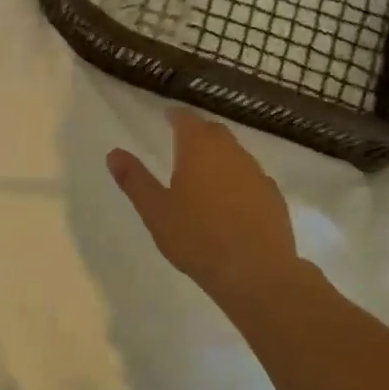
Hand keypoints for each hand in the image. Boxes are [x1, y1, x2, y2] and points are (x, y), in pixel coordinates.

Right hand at [108, 110, 315, 307]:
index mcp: (199, 148)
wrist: (257, 273)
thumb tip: (114, 153)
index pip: (186, 119)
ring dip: (219, 157)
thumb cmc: (197, 237)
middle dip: (198, 133)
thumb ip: (134, 179)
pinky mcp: (274, 197)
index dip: (175, 116)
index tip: (167, 117)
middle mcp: (231, 152)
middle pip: (214, 132)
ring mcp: (257, 174)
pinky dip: (238, 180)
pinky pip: (251, 178)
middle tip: (182, 143)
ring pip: (235, 154)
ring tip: (204, 174)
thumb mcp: (155, 211)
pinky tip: (231, 201)